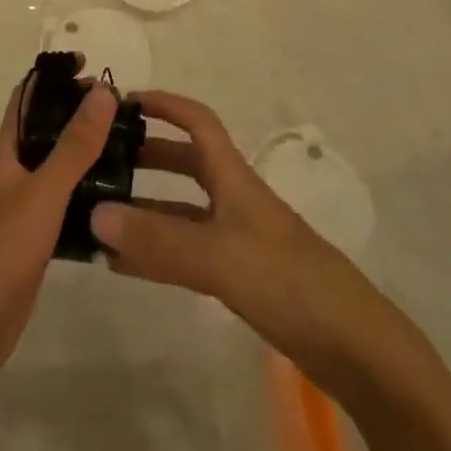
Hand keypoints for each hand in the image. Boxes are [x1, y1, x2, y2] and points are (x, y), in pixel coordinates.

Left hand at [0, 75, 117, 391]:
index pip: (27, 96)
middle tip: (121, 109)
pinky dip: (89, 194)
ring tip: (128, 147)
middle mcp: (16, 170)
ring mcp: (26, 205)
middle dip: (79, 113)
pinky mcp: (38, 237)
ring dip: (87, 153)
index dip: (53, 76)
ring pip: (60, 166)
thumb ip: (74, 146)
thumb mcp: (43, 192)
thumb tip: (102, 92)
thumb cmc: (2, 249)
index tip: (89, 66)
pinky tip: (118, 200)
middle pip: (48, 128)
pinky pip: (67, 202)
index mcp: (9, 150)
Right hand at [88, 91, 361, 366]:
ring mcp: (240, 238)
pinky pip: (190, 251)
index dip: (165, 104)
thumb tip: (94, 215)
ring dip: (148, 208)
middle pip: (188, 163)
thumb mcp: (219, 257)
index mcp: (234, 177)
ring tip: (103, 215)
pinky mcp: (244, 276)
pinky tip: (127, 265)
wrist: (356, 349)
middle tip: (105, 161)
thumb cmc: (288, 281)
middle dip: (148, 156)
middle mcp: (235, 199)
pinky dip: (159, 251)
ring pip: (185, 210)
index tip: (125, 101)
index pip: (198, 122)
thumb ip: (158, 241)